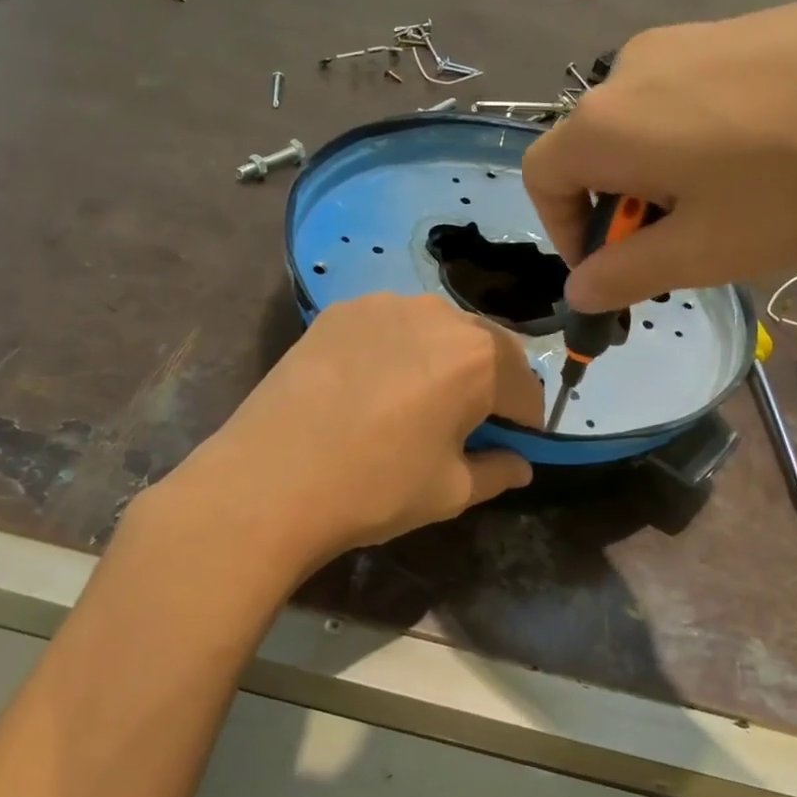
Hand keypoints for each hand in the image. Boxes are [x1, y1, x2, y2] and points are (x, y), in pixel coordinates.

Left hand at [181, 294, 542, 571]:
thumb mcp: (451, 491)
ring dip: (444, 360)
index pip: (525, 386)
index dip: (526, 419)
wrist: (269, 479)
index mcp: (479, 357)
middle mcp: (439, 315)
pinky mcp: (340, 310)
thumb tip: (521, 465)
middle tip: (470, 421)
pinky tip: (373, 385)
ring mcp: (384, 304)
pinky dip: (399, 350)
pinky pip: (391, 325)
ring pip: (437, 329)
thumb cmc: (375, 488)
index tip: (515, 443)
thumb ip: (498, 471)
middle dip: (490, 382)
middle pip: (486, 346)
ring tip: (418, 399)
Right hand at [522, 0, 796, 311]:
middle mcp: (630, 71)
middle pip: (592, 153)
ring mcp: (686, 40)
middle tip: (682, 251)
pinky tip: (766, 162)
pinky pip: (688, 99)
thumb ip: (624, 276)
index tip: (612, 271)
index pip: (541, 179)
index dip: (562, 234)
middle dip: (621, 214)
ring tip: (731, 209)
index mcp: (605, 124)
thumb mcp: (703, 252)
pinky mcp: (737, 28)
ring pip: (643, 127)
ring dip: (662, 181)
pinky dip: (698, 144)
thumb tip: (579, 289)